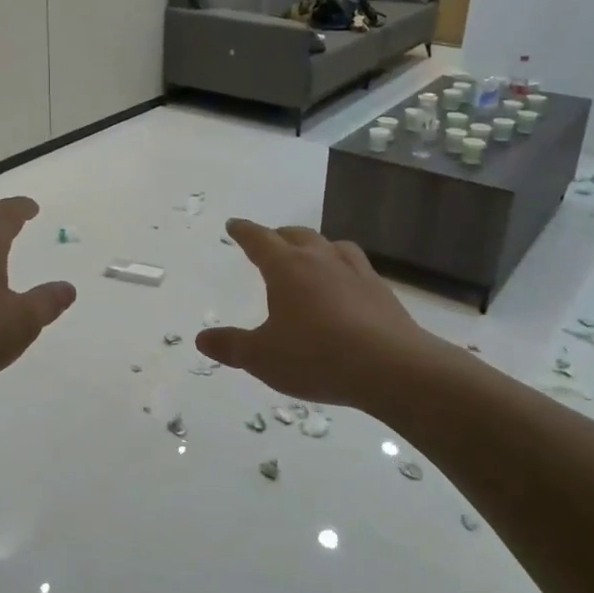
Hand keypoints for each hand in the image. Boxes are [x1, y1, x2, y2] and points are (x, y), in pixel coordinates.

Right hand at [196, 219, 429, 404]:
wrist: (391, 368)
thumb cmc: (317, 357)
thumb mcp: (263, 357)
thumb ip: (231, 346)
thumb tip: (202, 338)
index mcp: (286, 268)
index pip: (259, 240)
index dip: (244, 232)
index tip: (234, 225)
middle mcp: (319, 260)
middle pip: (296, 235)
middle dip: (278, 236)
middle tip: (269, 241)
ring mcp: (354, 272)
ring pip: (331, 244)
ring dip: (315, 245)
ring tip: (310, 255)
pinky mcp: (381, 290)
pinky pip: (356, 265)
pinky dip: (342, 266)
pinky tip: (345, 284)